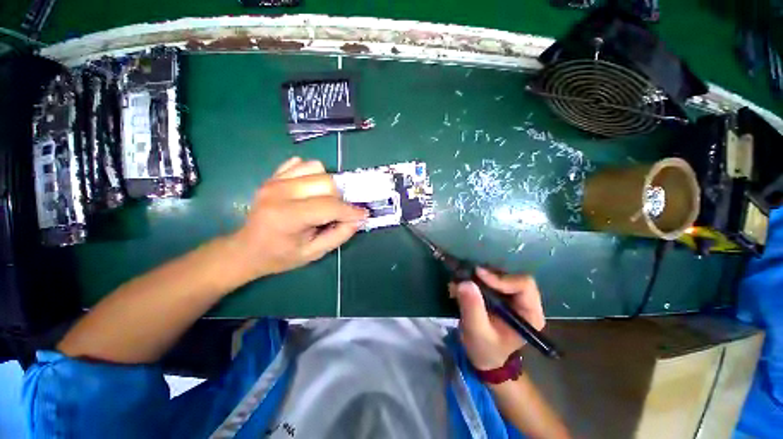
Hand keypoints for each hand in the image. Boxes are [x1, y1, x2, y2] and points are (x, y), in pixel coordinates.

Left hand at [228, 157, 366, 279]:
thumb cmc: (281, 255)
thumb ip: (339, 235)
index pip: (329, 206)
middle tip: (337, 213)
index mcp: (287, 216)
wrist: (247, 248)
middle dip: (339, 198)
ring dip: (328, 185)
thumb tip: (358, 219)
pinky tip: (310, 190)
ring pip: (317, 168)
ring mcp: (275, 180)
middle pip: (326, 183)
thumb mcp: (313, 253)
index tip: (362, 214)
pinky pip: (303, 164)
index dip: (350, 210)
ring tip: (323, 200)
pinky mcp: (274, 176)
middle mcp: (280, 192)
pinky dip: (314, 174)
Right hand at [450, 268, 544, 370]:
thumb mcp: (477, 332)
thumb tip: (465, 282)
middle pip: (510, 275)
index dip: (501, 278)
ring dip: (477, 277)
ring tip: (459, 283)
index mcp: (529, 314)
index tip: (478, 275)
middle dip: (486, 275)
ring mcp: (511, 296)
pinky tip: (460, 287)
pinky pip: (488, 278)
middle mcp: (524, 301)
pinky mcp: (499, 293)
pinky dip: (473, 279)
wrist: (483, 357)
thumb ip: (472, 308)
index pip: (524, 285)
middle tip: (465, 276)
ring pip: (497, 274)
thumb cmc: (485, 349)